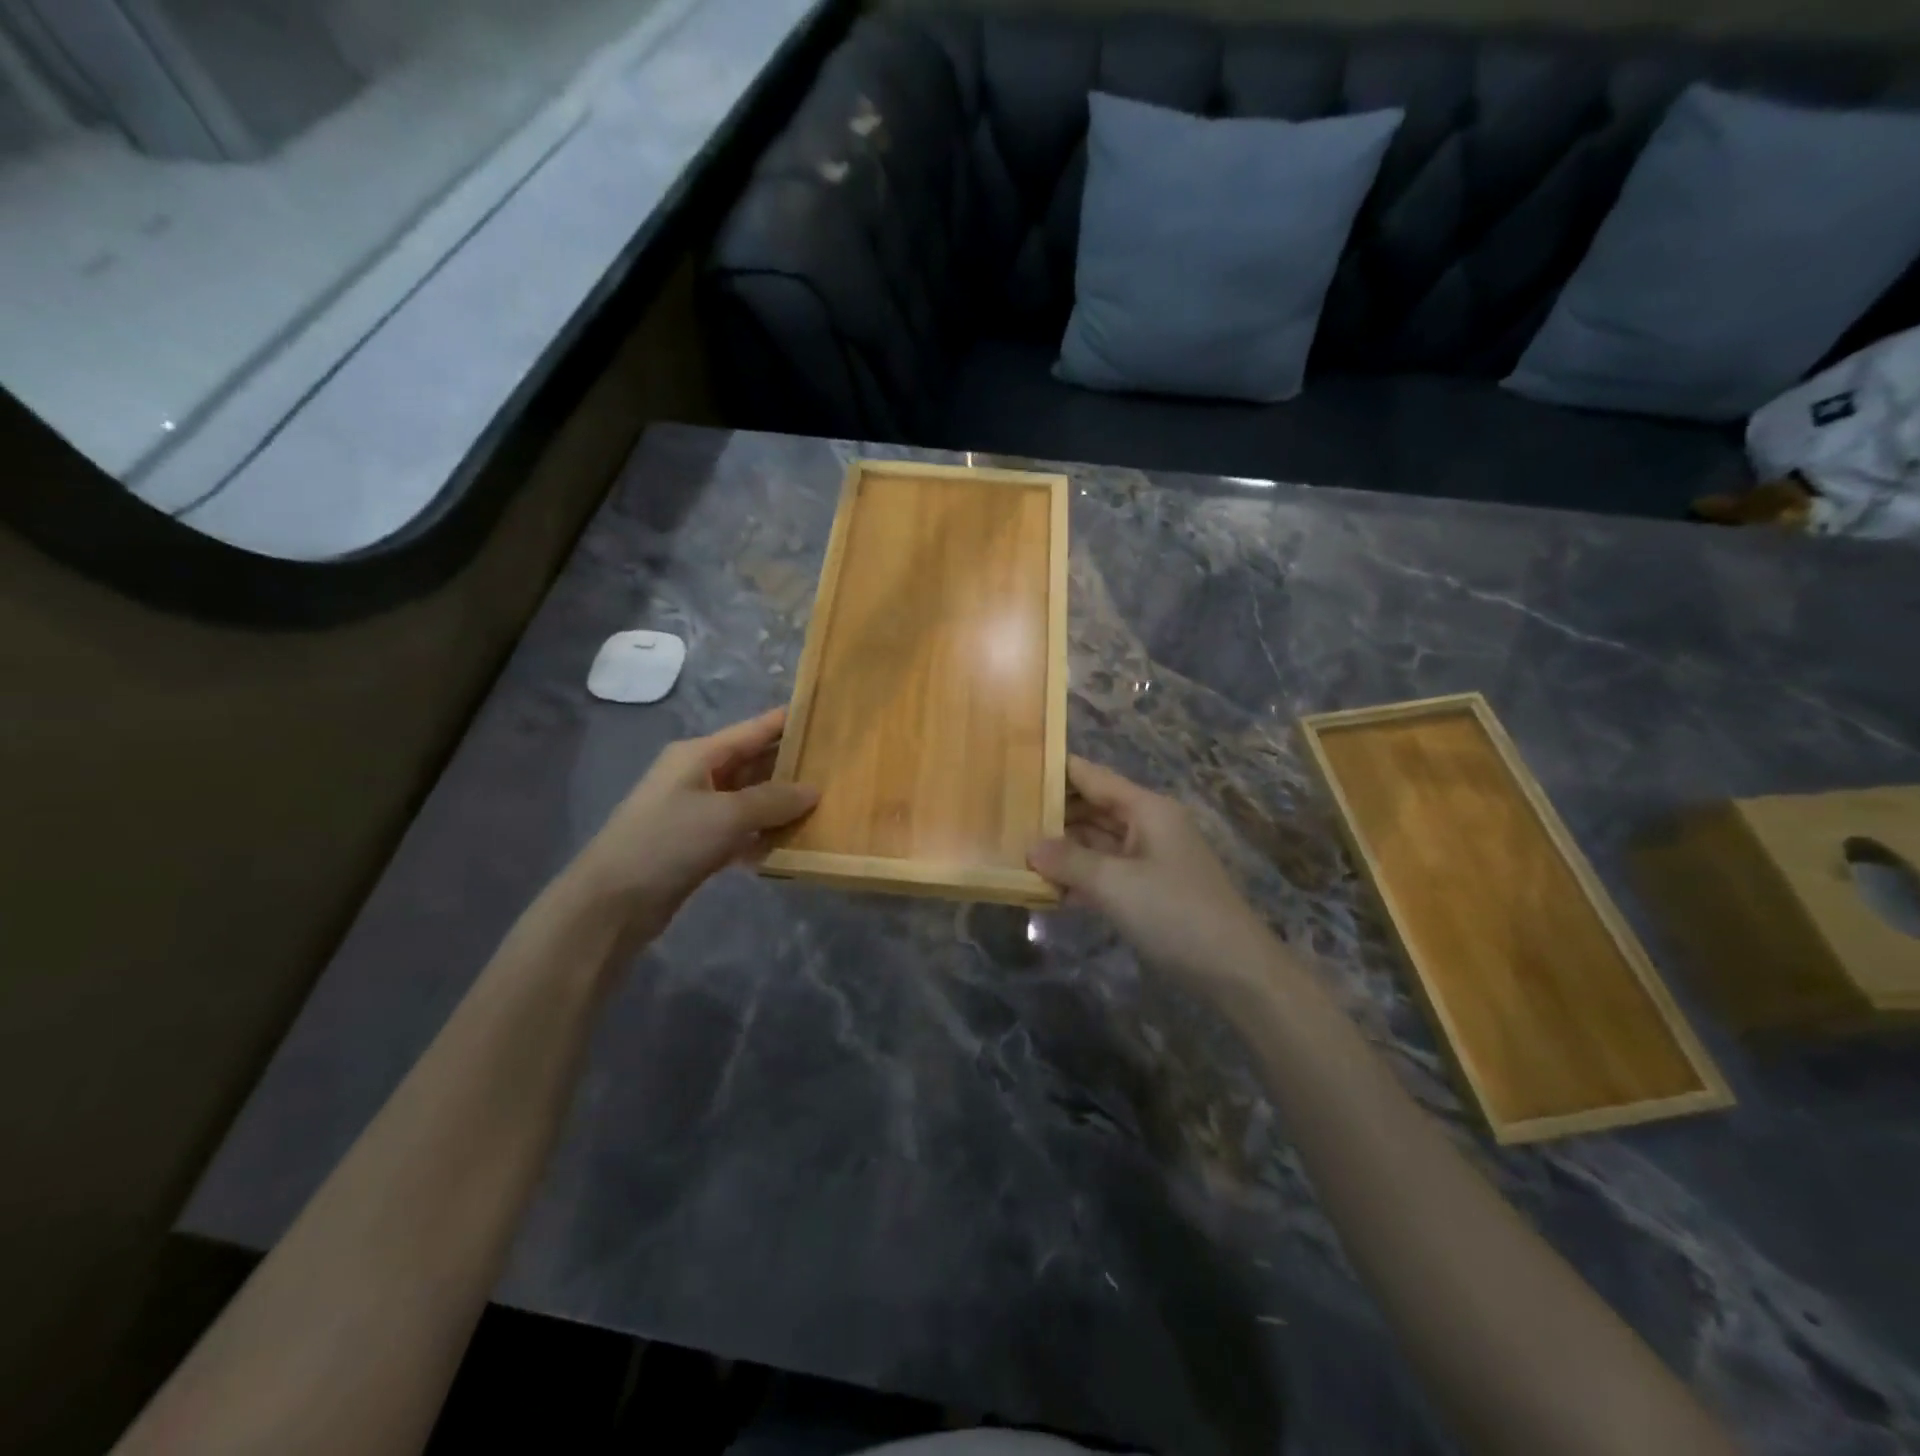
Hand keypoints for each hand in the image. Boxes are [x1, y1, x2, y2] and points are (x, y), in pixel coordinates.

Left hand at [565, 708, 817, 949]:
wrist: (612, 903)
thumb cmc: (668, 842)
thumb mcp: (726, 815)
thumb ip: (773, 800)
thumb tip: (814, 790)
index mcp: (699, 754)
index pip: (753, 729)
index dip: (788, 722)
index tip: (827, 716)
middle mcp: (698, 776)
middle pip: (754, 763)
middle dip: (792, 766)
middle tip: (838, 768)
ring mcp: (697, 811)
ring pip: (750, 799)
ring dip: (781, 804)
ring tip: (827, 804)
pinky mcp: (698, 844)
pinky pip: (741, 830)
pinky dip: (764, 834)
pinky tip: (793, 843)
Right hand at [1029, 757, 1271, 995]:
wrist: (1235, 970)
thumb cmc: (1175, 913)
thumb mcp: (1115, 884)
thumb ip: (1070, 861)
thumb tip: (1031, 847)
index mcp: (1147, 809)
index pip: (1093, 777)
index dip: (1057, 770)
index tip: (1015, 766)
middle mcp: (1148, 826)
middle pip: (1092, 809)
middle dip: (1053, 813)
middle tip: (1005, 816)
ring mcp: (1149, 860)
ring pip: (1096, 843)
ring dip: (1062, 849)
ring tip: (1015, 850)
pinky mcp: (1148, 891)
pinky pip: (1105, 874)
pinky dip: (1079, 878)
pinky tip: (1045, 890)